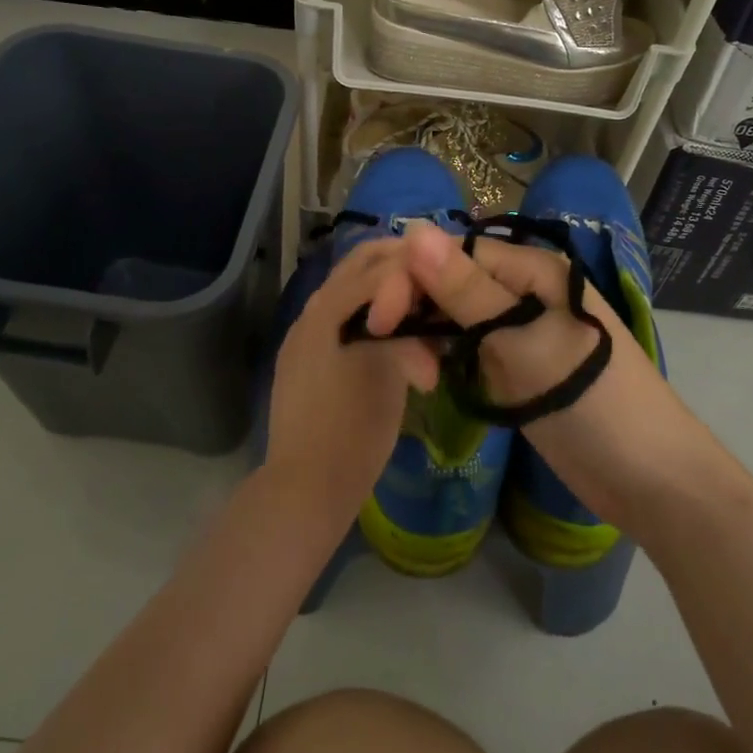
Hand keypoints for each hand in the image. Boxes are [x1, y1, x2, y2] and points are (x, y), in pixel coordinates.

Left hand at [261, 239, 437, 538]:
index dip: (418, 267)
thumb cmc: (352, 429)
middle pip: (360, 266)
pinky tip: (397, 338)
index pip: (379, 263)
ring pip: (352, 291)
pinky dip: (373, 316)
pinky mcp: (306, 360)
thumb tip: (424, 313)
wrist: (305, 489)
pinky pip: (343, 318)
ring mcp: (305, 336)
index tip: (447, 278)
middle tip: (438, 281)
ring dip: (388, 291)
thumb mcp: (389, 371)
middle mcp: (311, 311)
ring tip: (423, 312)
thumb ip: (405, 328)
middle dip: (402, 267)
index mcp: (327, 308)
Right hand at [401, 223, 727, 531]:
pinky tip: (424, 374)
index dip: (412, 277)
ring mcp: (522, 331)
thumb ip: (466, 290)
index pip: (455, 254)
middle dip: (417, 306)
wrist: (650, 479)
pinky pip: (472, 348)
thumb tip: (415, 229)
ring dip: (429, 335)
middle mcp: (525, 290)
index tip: (378, 319)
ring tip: (410, 370)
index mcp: (533, 270)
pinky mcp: (518, 368)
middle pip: (454, 282)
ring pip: (458, 316)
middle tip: (386, 348)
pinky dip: (447, 358)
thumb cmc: (591, 401)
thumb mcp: (522, 342)